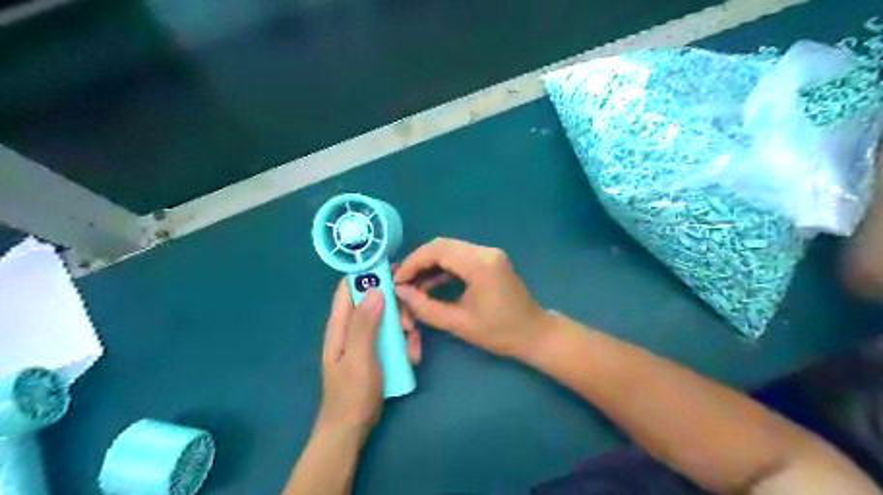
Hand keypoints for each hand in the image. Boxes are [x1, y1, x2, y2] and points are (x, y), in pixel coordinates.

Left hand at [317, 281, 419, 437]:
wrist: (351, 428)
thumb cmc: (352, 392)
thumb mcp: (359, 356)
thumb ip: (365, 323)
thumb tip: (375, 288)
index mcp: (340, 324)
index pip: (349, 287)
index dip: (369, 274)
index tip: (395, 272)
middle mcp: (352, 327)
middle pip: (375, 301)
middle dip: (396, 308)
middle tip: (409, 323)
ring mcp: (366, 340)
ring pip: (389, 319)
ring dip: (404, 329)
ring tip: (412, 346)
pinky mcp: (377, 352)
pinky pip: (394, 338)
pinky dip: (405, 343)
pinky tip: (412, 357)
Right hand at [395, 236, 549, 356]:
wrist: (534, 334)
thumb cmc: (500, 333)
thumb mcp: (458, 323)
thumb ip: (425, 307)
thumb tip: (400, 292)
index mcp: (480, 264)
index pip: (437, 250)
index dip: (412, 263)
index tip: (397, 280)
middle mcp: (485, 252)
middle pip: (442, 246)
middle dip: (418, 263)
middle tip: (401, 282)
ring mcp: (489, 254)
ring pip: (449, 250)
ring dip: (429, 265)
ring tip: (411, 285)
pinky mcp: (490, 261)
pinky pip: (460, 258)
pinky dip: (443, 269)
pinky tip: (429, 285)